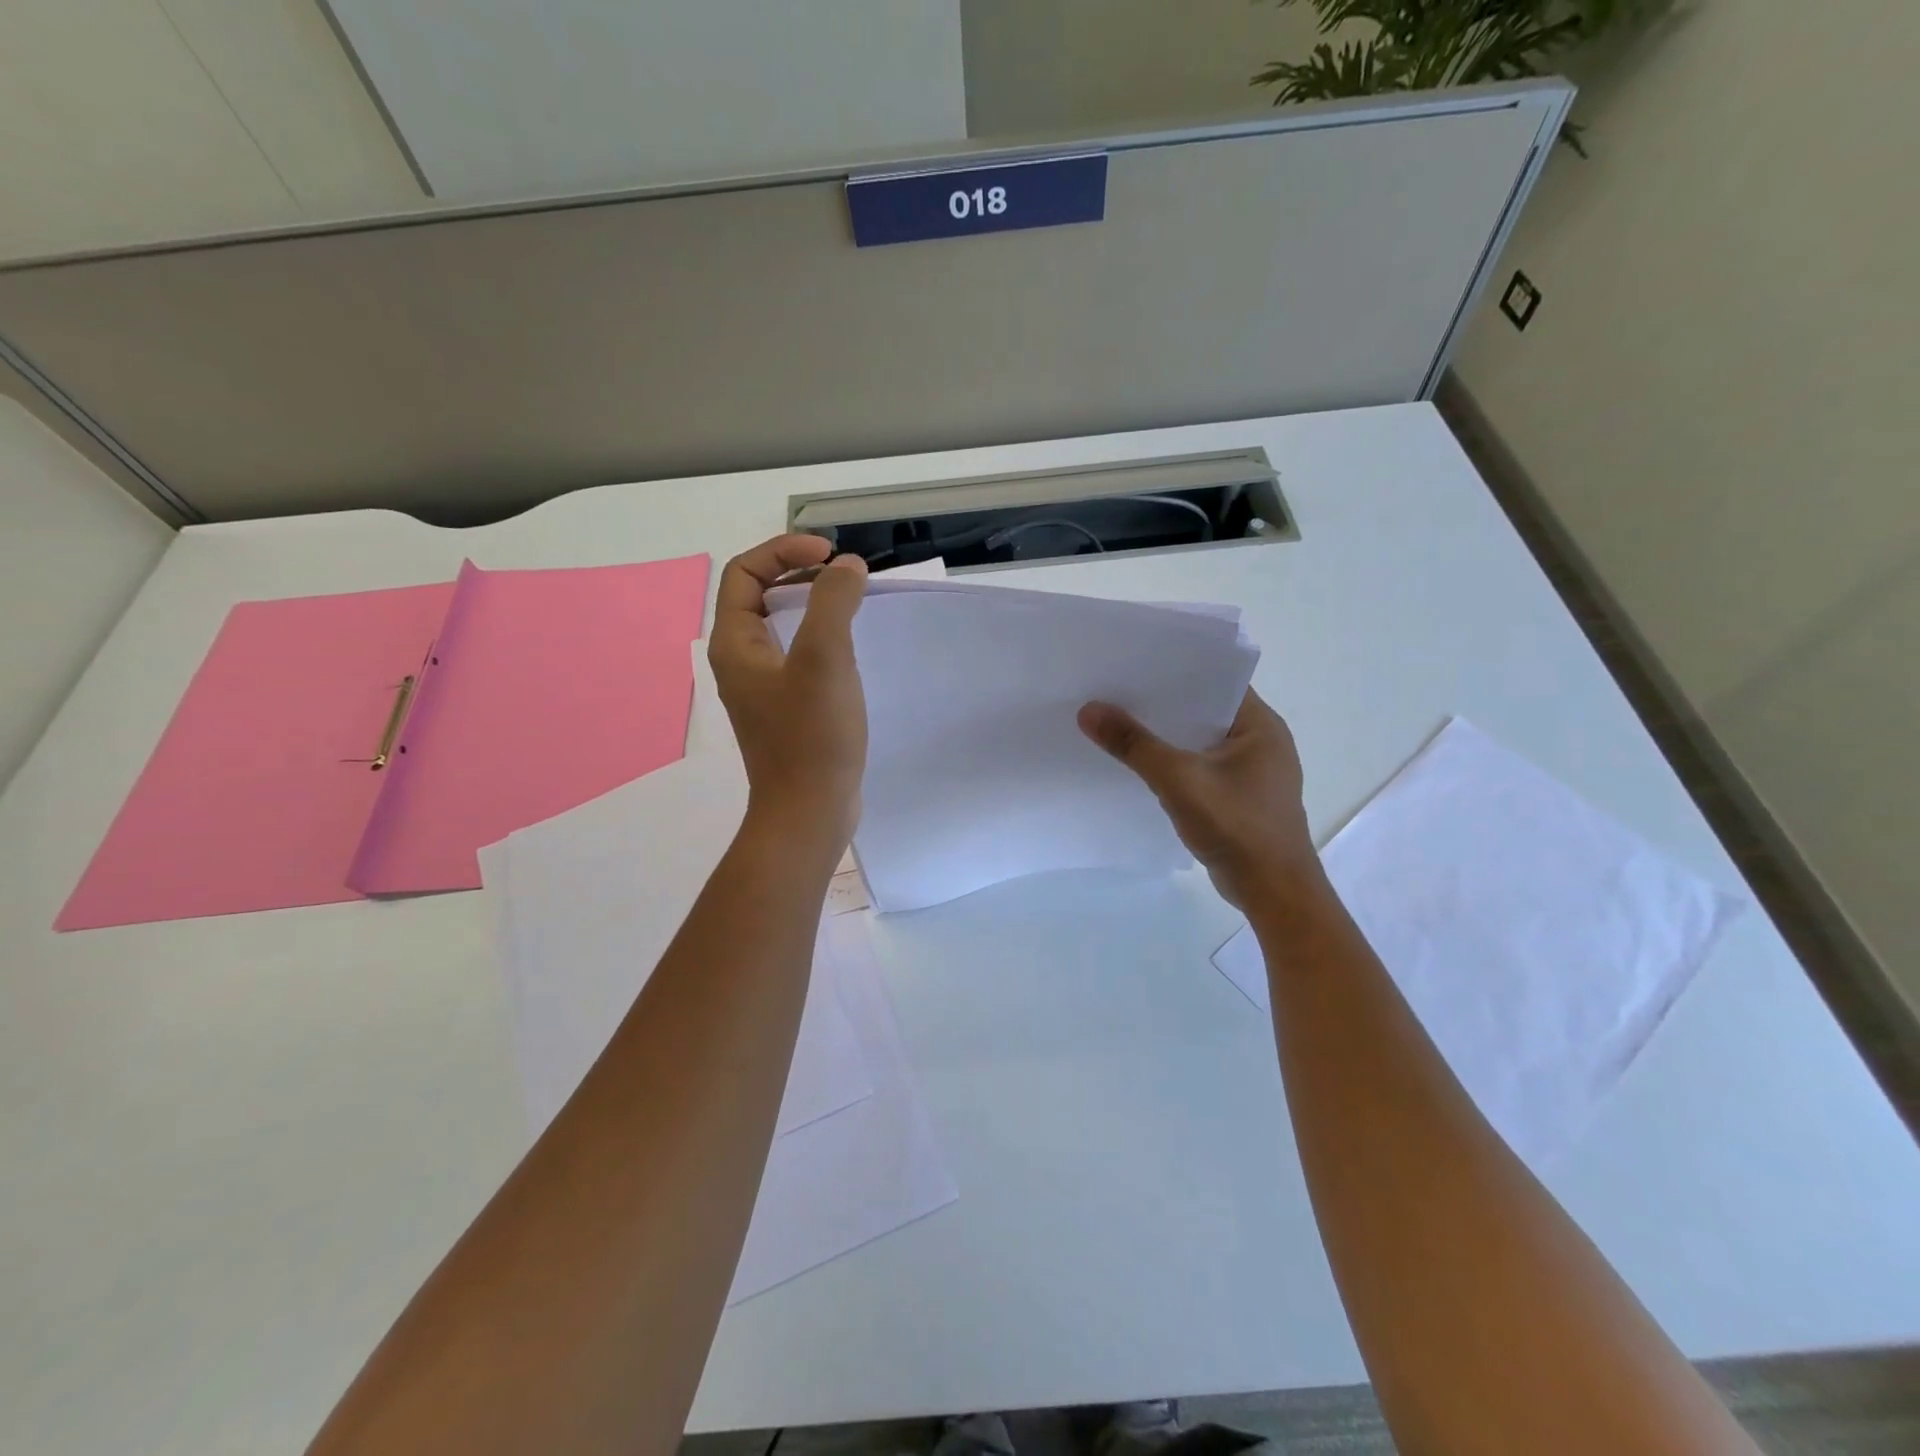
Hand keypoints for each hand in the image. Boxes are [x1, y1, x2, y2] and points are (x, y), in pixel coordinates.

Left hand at [708, 535, 868, 847]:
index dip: (784, 550)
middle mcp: (742, 662)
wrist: (809, 813)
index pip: (744, 573)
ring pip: (783, 629)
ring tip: (853, 605)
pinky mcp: (788, 711)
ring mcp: (764, 689)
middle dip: (801, 574)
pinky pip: (800, 658)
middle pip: (761, 596)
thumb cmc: (811, 736)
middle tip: (844, 575)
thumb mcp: (824, 658)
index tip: (830, 555)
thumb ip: (833, 602)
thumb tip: (846, 568)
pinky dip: (823, 640)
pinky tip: (854, 651)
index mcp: (735, 644)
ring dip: (815, 607)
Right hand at [1078, 689, 1319, 910]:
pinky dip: (1175, 764)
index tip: (1133, 663)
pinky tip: (1141, 765)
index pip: (1216, 681)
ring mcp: (1252, 772)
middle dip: (1162, 704)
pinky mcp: (1240, 797)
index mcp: (1260, 725)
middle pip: (1203, 711)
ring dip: (1167, 737)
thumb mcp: (1178, 780)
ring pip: (1200, 742)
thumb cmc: (1237, 827)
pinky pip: (1201, 768)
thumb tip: (1089, 710)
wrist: (1273, 894)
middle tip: (1115, 690)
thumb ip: (1134, 744)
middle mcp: (1261, 741)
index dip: (1175, 670)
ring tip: (1120, 722)